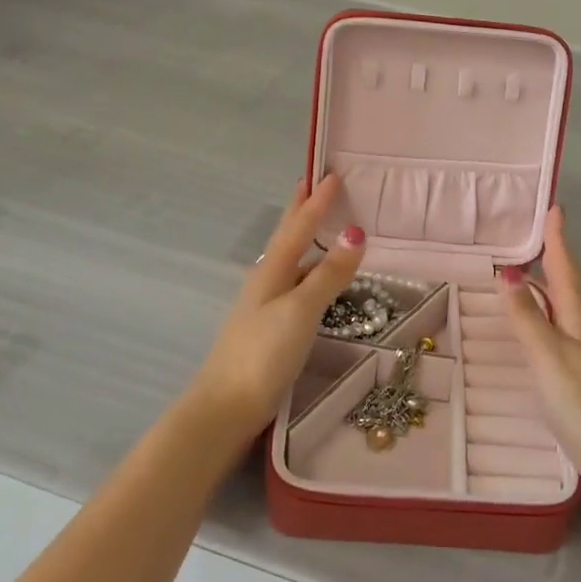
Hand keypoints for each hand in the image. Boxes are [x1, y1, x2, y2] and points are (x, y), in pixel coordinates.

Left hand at [192, 174, 365, 432]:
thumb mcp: (301, 309)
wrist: (225, 408)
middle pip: (287, 235)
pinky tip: (313, 276)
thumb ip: (329, 273)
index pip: (299, 225)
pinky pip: (294, 280)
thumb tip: (354, 232)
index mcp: (272, 269)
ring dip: (305, 235)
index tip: (332, 174)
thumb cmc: (264, 353)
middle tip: (315, 183)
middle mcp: (266, 279)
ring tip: (321, 222)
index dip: (317, 200)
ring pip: (290, 258)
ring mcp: (265, 303)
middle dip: (301, 209)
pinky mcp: (269, 326)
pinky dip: (308, 266)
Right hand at [498, 207, 580, 491]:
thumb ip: (527, 317)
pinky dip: (544, 316)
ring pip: (563, 307)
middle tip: (529, 235)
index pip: (564, 267)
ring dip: (546, 286)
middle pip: (565, 284)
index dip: (557, 238)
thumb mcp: (548, 357)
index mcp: (578, 316)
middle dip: (550, 257)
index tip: (553, 207)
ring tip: (524, 272)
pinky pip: (559, 330)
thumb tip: (508, 274)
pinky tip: (534, 328)